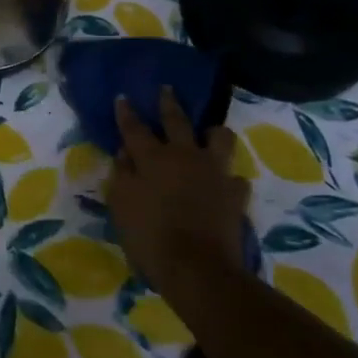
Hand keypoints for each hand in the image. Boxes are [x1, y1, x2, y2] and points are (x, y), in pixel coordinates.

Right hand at [110, 89, 250, 291]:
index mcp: (152, 158)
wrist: (198, 269)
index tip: (123, 97)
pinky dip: (227, 179)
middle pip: (177, 121)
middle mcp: (185, 157)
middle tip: (167, 88)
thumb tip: (125, 154)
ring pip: (220, 139)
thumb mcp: (121, 205)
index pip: (134, 128)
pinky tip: (223, 185)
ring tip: (210, 132)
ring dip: (213, 133)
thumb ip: (122, 175)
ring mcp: (215, 173)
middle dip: (169, 103)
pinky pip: (235, 179)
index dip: (127, 112)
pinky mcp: (236, 195)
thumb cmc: (149, 237)